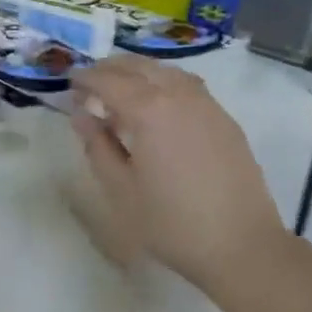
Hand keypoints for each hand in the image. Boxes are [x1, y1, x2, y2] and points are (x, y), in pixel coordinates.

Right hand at [70, 58, 288, 298]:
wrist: (240, 244)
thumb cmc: (171, 222)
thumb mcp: (121, 189)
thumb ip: (98, 146)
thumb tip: (81, 115)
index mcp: (149, 110)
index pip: (109, 81)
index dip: (87, 79)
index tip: (70, 84)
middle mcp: (179, 96)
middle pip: (140, 67)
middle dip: (111, 69)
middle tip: (91, 82)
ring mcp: (207, 105)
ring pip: (167, 72)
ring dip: (140, 72)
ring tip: (122, 89)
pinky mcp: (225, 120)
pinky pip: (188, 86)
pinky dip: (165, 83)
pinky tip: (159, 105)